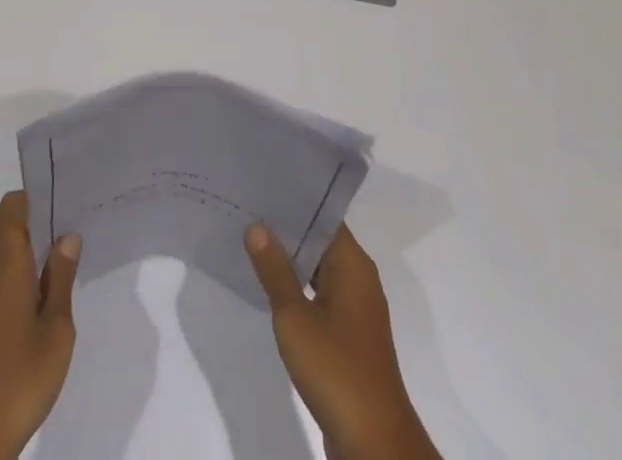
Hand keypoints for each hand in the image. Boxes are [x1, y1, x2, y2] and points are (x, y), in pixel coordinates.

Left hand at [0, 192, 80, 459]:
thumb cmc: (20, 374)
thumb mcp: (56, 326)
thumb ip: (62, 278)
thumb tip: (67, 235)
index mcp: (9, 262)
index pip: (13, 207)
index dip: (36, 194)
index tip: (65, 195)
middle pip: (15, 228)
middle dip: (46, 221)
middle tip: (82, 220)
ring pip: (16, 256)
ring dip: (42, 252)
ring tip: (76, 255)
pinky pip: (13, 281)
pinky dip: (34, 277)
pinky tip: (57, 294)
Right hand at [245, 223, 440, 459]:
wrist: (374, 443)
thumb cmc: (336, 369)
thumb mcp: (295, 316)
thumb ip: (275, 270)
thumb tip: (257, 225)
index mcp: (353, 264)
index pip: (322, 216)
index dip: (293, 201)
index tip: (262, 186)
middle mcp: (359, 279)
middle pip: (320, 241)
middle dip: (287, 229)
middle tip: (247, 210)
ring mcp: (356, 310)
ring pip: (319, 269)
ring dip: (291, 260)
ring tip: (251, 241)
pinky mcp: (350, 337)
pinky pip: (321, 296)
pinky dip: (298, 288)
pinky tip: (270, 288)